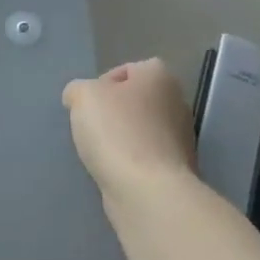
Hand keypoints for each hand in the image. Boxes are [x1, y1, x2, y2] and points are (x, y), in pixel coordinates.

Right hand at [62, 59, 199, 202]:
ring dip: (122, 138)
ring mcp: (181, 138)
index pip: (129, 69)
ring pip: (142, 129)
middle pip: (136, 100)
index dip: (104, 83)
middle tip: (91, 126)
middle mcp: (177, 102)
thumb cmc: (116, 132)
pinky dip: (131, 161)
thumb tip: (80, 98)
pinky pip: (146, 156)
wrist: (147, 190)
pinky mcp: (177, 168)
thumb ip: (78, 89)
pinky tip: (115, 170)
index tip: (88, 103)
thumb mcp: (82, 96)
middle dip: (114, 112)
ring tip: (100, 152)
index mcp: (160, 77)